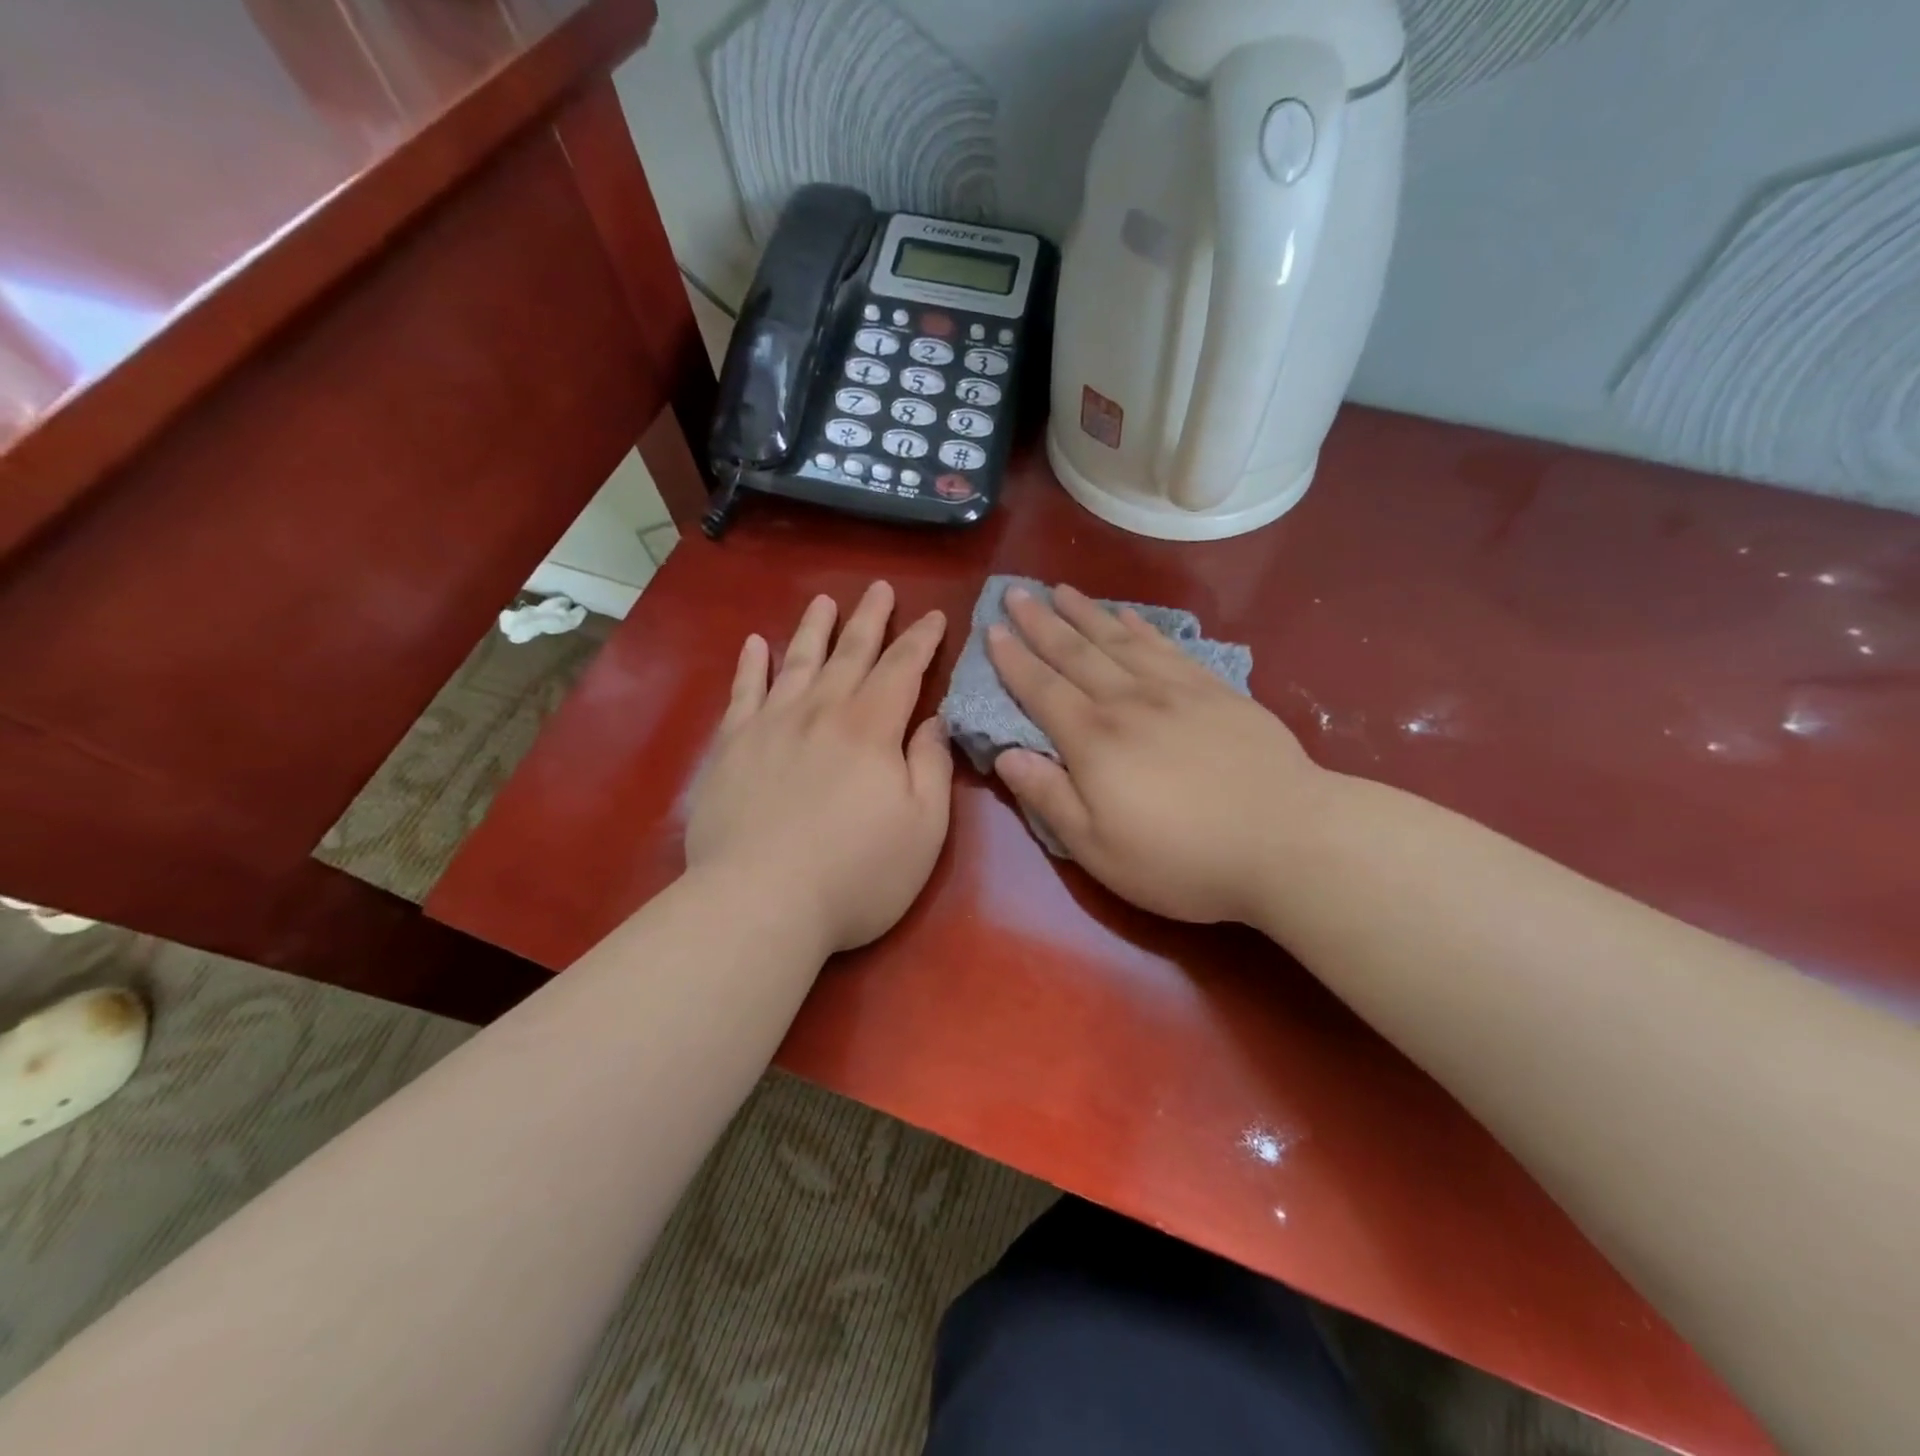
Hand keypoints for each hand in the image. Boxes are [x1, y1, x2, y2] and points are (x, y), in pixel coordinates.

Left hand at [686, 582, 951, 953]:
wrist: (759, 902)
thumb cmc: (856, 873)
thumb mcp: (924, 827)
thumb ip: (931, 766)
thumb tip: (934, 720)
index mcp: (872, 728)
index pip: (902, 669)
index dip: (921, 640)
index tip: (934, 616)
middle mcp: (821, 712)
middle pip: (850, 653)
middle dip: (870, 620)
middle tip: (880, 589)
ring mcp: (770, 725)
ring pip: (796, 662)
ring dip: (813, 629)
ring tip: (824, 602)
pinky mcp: (731, 747)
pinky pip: (743, 693)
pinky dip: (750, 665)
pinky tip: (754, 644)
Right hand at [986, 583, 1326, 923]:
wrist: (1288, 839)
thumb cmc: (1183, 858)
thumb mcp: (1099, 849)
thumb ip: (1049, 798)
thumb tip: (1006, 755)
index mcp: (1093, 741)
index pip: (1041, 690)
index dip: (1013, 660)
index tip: (992, 630)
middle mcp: (1127, 702)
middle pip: (1075, 653)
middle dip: (1040, 623)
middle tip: (1016, 593)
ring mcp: (1175, 691)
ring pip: (1118, 640)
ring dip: (1085, 614)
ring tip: (1061, 590)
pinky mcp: (1216, 691)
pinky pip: (1167, 647)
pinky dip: (1142, 627)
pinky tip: (1129, 616)